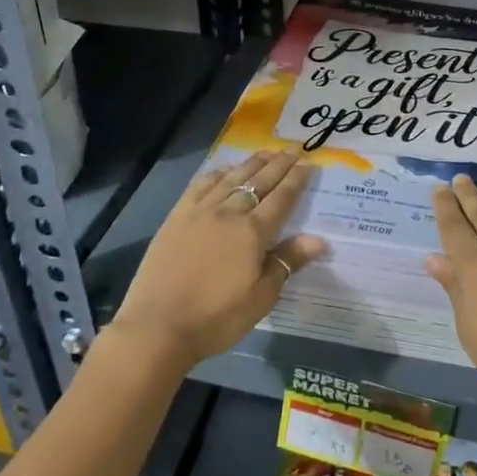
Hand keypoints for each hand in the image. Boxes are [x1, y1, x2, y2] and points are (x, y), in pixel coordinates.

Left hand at [110, 150, 325, 372]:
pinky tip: (224, 170)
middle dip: (279, 164)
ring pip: (231, 178)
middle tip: (293, 149)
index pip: (282, 198)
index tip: (309, 163)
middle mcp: (229, 213)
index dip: (297, 179)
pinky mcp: (177, 217)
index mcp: (253, 233)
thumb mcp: (261, 297)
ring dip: (251, 163)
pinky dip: (217, 174)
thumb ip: (287, 262)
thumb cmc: (216, 318)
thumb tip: (318, 240)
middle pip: (259, 182)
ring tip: (266, 152)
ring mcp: (200, 212)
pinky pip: (200, 186)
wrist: (157, 326)